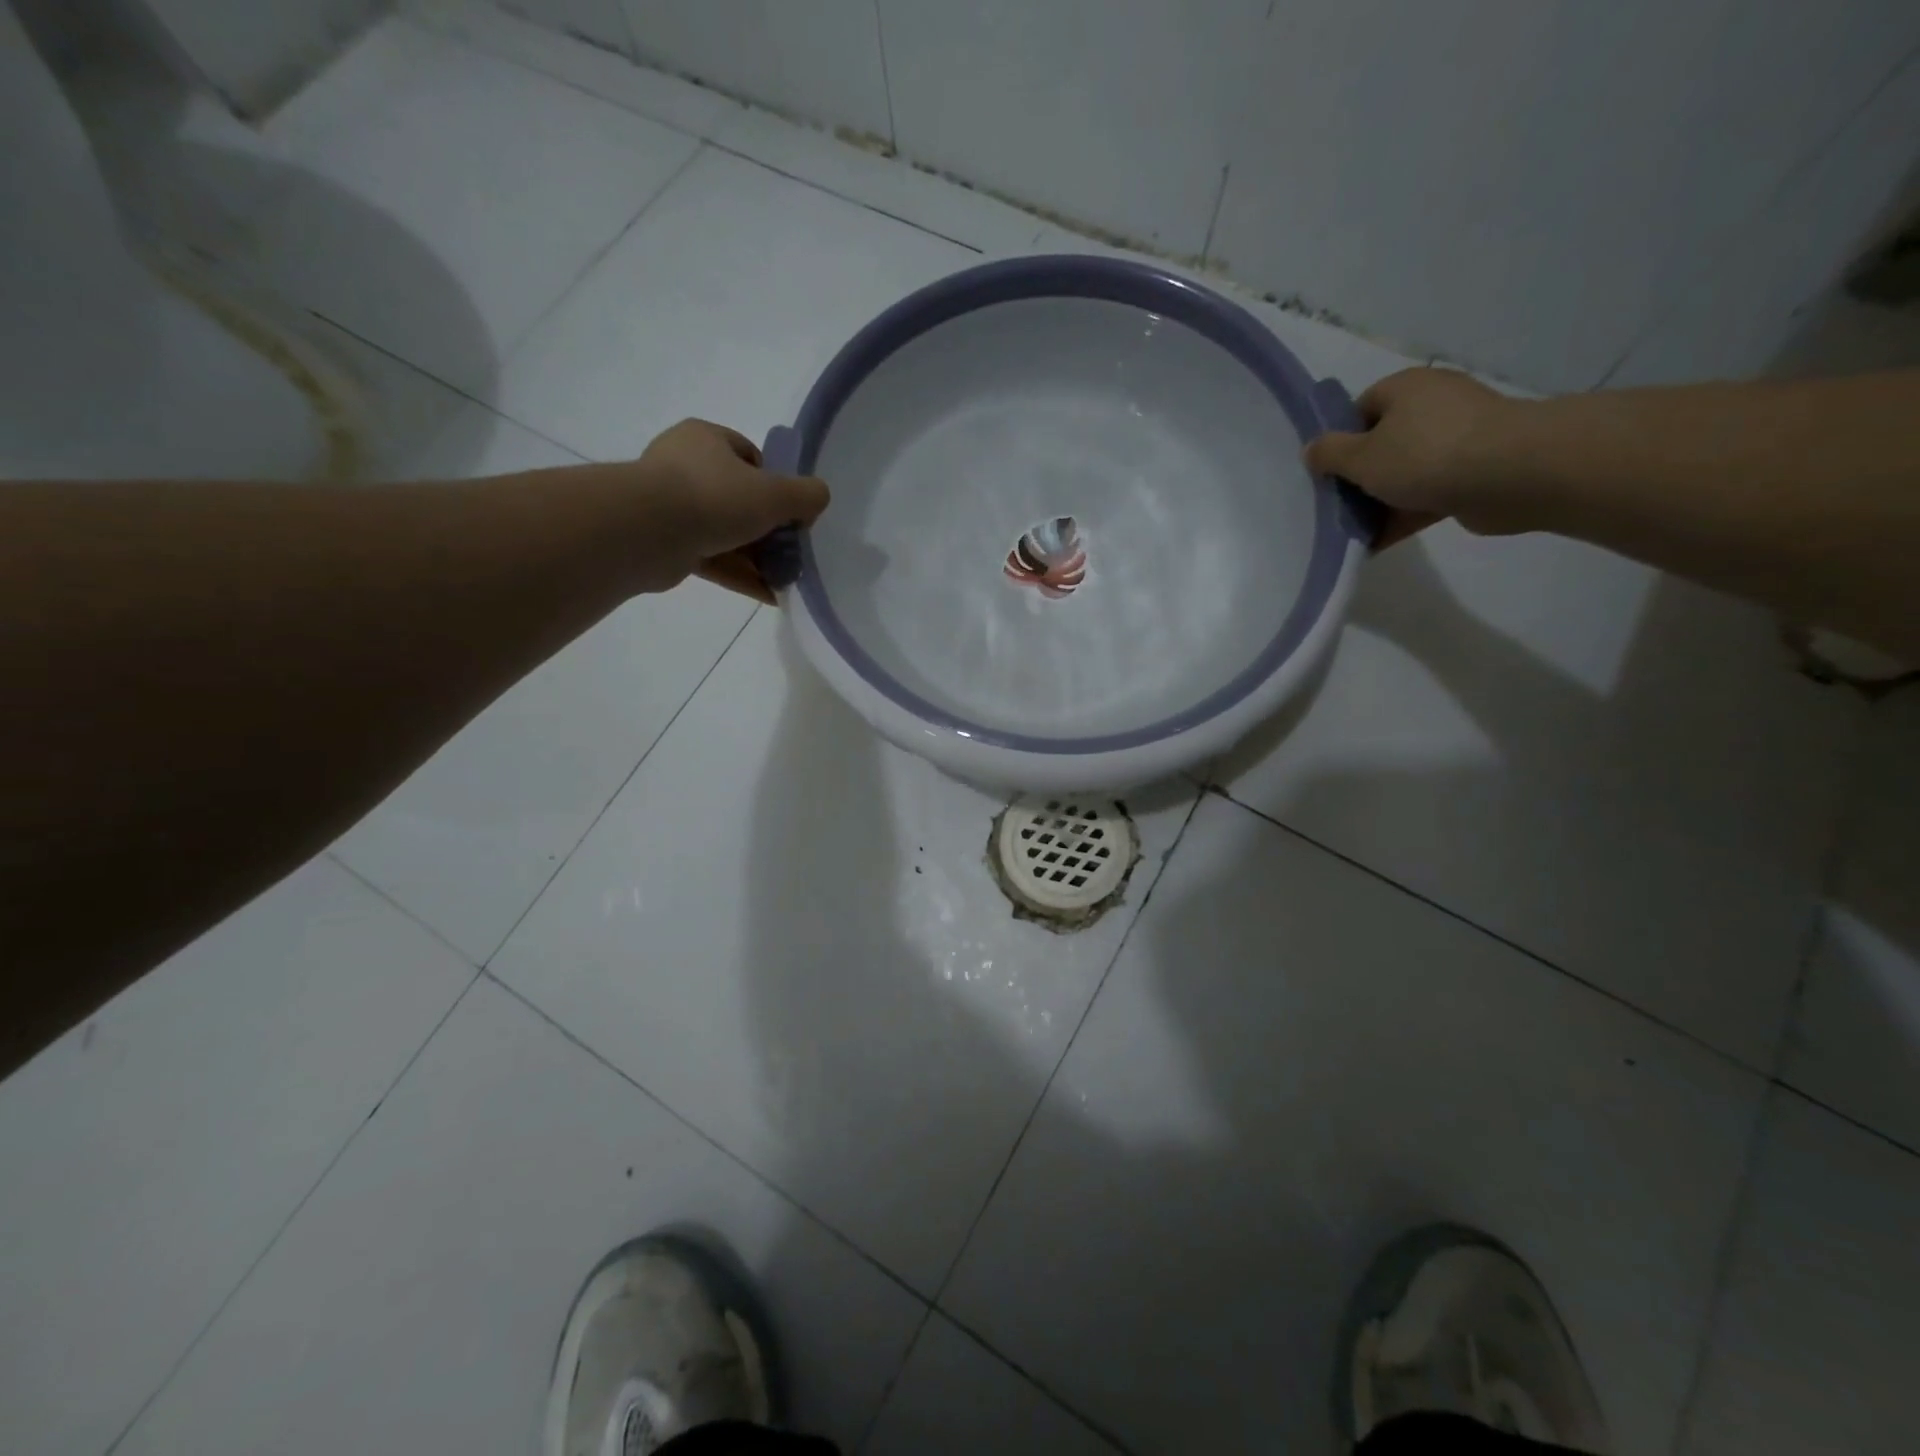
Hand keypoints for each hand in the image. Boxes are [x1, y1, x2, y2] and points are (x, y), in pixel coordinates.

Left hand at [631, 419, 830, 602]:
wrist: (646, 531)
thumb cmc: (714, 497)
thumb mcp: (775, 493)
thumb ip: (806, 495)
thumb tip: (818, 499)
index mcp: (706, 440)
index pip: (749, 456)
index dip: (775, 484)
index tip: (790, 511)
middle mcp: (684, 467)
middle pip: (739, 498)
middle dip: (768, 528)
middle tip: (792, 551)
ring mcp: (672, 507)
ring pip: (726, 532)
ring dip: (757, 557)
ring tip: (786, 579)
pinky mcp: (667, 544)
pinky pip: (713, 559)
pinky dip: (740, 575)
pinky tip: (769, 595)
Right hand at [1303, 367, 1526, 548]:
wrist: (1511, 474)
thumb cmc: (1425, 455)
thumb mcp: (1360, 456)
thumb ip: (1329, 454)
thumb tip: (1311, 449)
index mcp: (1405, 389)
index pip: (1360, 410)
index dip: (1339, 440)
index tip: (1326, 473)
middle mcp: (1432, 406)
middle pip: (1381, 444)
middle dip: (1358, 477)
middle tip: (1334, 506)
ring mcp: (1456, 439)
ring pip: (1403, 473)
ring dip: (1378, 502)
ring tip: (1351, 533)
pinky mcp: (1472, 473)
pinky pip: (1425, 495)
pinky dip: (1402, 516)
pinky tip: (1376, 544)